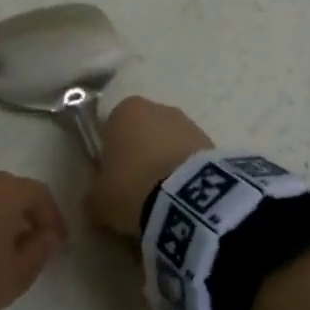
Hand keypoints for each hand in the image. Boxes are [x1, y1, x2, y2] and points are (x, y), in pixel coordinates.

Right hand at [86, 97, 213, 238]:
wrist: (187, 200)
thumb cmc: (131, 188)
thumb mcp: (99, 200)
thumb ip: (95, 195)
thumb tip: (97, 200)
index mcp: (125, 111)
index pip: (111, 128)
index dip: (111, 154)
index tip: (113, 179)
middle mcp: (158, 108)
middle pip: (143, 133)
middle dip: (140, 157)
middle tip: (136, 191)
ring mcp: (190, 123)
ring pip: (169, 145)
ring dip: (165, 165)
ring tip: (162, 201)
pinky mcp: (214, 143)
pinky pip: (190, 159)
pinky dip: (185, 175)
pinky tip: (182, 199)